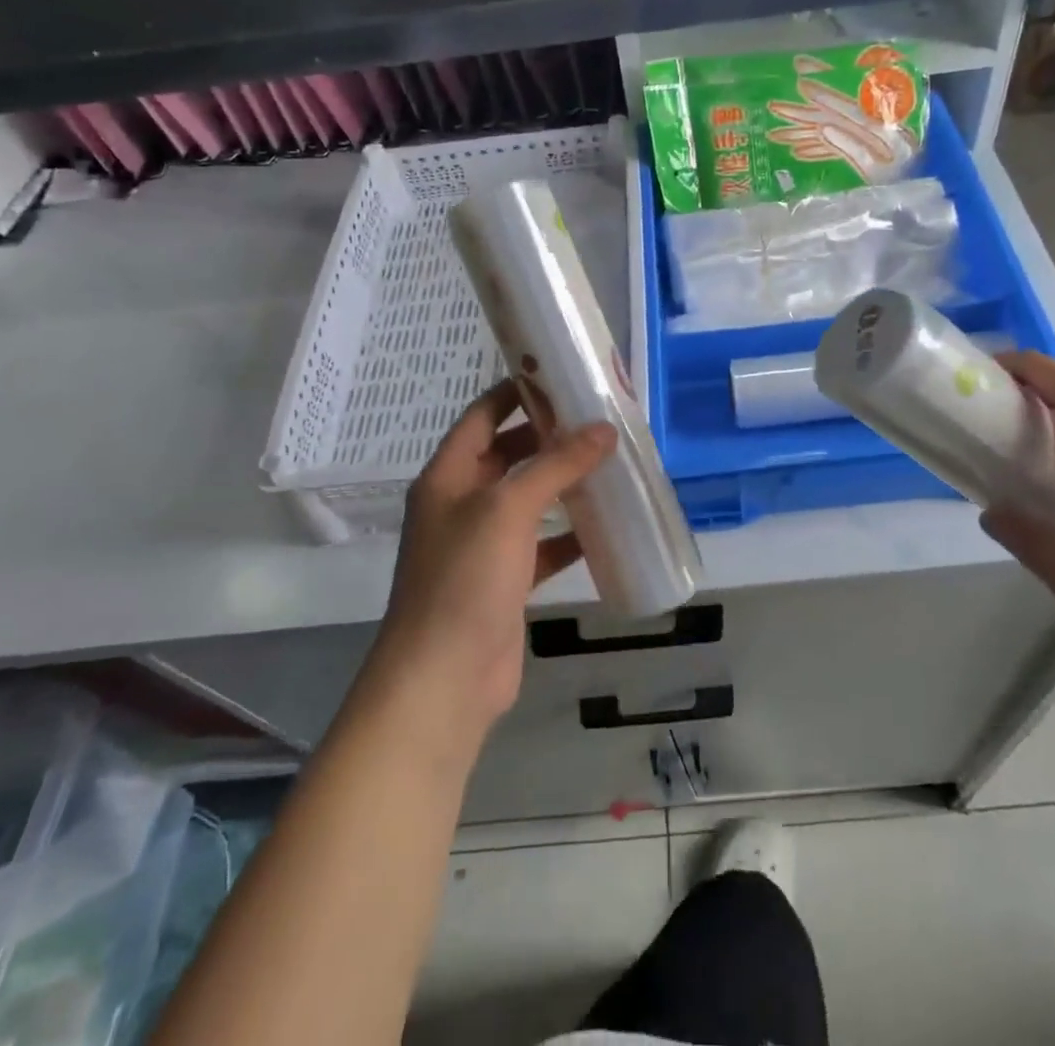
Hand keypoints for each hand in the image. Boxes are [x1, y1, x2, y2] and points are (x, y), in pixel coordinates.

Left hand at [374, 381, 616, 732]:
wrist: (444, 679)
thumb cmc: (466, 579)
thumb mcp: (509, 509)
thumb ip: (556, 465)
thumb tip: (604, 429)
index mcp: (448, 476)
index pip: (483, 415)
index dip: (517, 392)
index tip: (561, 375)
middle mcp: (461, 503)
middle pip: (508, 454)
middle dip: (550, 437)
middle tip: (600, 419)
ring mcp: (482, 544)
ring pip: (528, 500)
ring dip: (563, 483)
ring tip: (610, 463)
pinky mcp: (505, 581)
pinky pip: (541, 544)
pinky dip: (569, 534)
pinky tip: (605, 526)